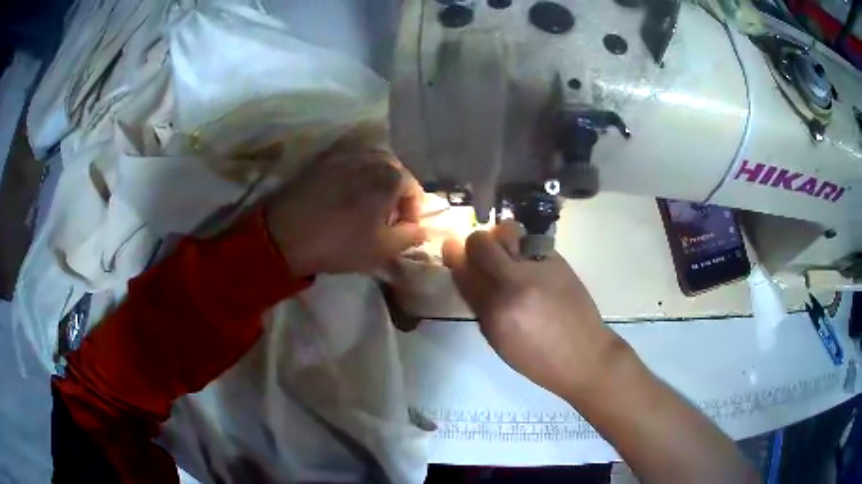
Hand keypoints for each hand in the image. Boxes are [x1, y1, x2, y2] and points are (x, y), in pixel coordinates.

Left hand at [266, 148, 426, 276]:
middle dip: (395, 195)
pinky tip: (344, 196)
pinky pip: (350, 164)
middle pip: (394, 173)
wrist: (284, 234)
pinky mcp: (324, 159)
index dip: (412, 213)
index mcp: (391, 175)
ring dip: (375, 184)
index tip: (402, 230)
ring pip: (372, 166)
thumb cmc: (340, 243)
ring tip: (364, 206)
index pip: (414, 190)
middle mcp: (372, 156)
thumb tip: (422, 228)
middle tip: (384, 219)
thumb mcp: (383, 249)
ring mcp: (345, 153)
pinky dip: (354, 177)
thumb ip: (411, 236)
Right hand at [442, 222, 627, 399]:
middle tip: (483, 251)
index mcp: (494, 311)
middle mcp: (513, 284)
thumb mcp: (499, 341)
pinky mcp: (558, 261)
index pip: (462, 270)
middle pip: (481, 243)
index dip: (453, 254)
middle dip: (476, 243)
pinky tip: (532, 263)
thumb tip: (472, 277)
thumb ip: (481, 307)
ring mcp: (537, 269)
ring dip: (501, 237)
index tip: (451, 248)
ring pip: (507, 231)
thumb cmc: (537, 359)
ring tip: (508, 251)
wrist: (583, 356)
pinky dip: (525, 247)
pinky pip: (531, 241)